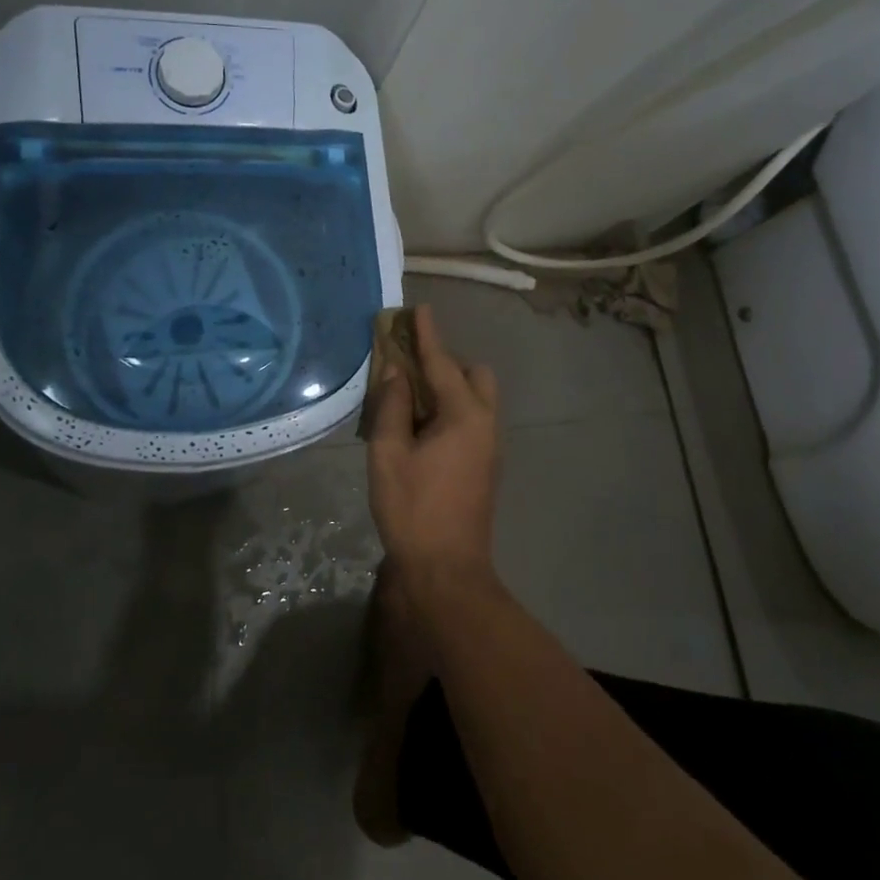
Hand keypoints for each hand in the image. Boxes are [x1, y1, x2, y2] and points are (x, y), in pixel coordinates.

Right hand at [367, 304, 500, 580]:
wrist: (447, 570)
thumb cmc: (413, 509)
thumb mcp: (389, 454)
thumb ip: (392, 406)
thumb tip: (396, 372)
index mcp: (464, 416)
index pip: (442, 363)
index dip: (427, 335)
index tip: (420, 309)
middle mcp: (485, 423)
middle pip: (473, 375)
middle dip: (445, 362)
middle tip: (409, 368)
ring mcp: (490, 446)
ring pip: (476, 398)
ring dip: (448, 387)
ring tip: (411, 398)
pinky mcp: (486, 465)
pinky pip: (472, 419)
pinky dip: (451, 409)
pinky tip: (421, 426)